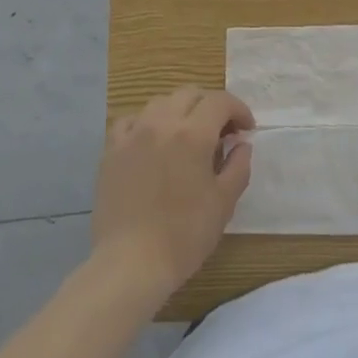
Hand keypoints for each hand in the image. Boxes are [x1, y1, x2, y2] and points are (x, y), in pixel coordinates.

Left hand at [91, 86, 253, 301]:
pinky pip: (131, 121)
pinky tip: (152, 142)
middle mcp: (161, 123)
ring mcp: (132, 134)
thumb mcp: (224, 202)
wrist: (131, 263)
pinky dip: (147, 123)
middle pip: (190, 94)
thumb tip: (242, 144)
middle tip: (221, 132)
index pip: (220, 101)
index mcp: (193, 134)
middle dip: (211, 106)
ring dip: (180, 110)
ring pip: (160, 102)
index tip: (246, 130)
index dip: (238, 110)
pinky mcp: (111, 150)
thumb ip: (238, 166)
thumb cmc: (184, 235)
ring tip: (187, 135)